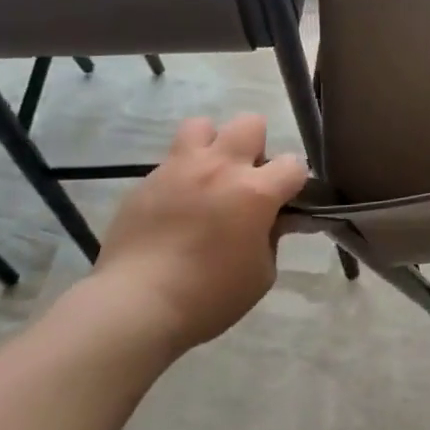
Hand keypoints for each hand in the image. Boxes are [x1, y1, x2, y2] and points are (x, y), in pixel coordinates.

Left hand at [92, 114, 307, 352]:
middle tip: (246, 181)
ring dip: (212, 146)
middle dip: (255, 148)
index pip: (293, 164)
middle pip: (249, 123)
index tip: (284, 202)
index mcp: (255, 191)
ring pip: (202, 125)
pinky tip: (174, 208)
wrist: (135, 305)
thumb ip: (271, 238)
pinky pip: (170, 162)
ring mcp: (179, 169)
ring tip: (208, 177)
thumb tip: (269, 221)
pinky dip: (180, 177)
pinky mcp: (146, 181)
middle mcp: (220, 168)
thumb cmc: (209, 297)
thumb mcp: (261, 275)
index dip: (293, 182)